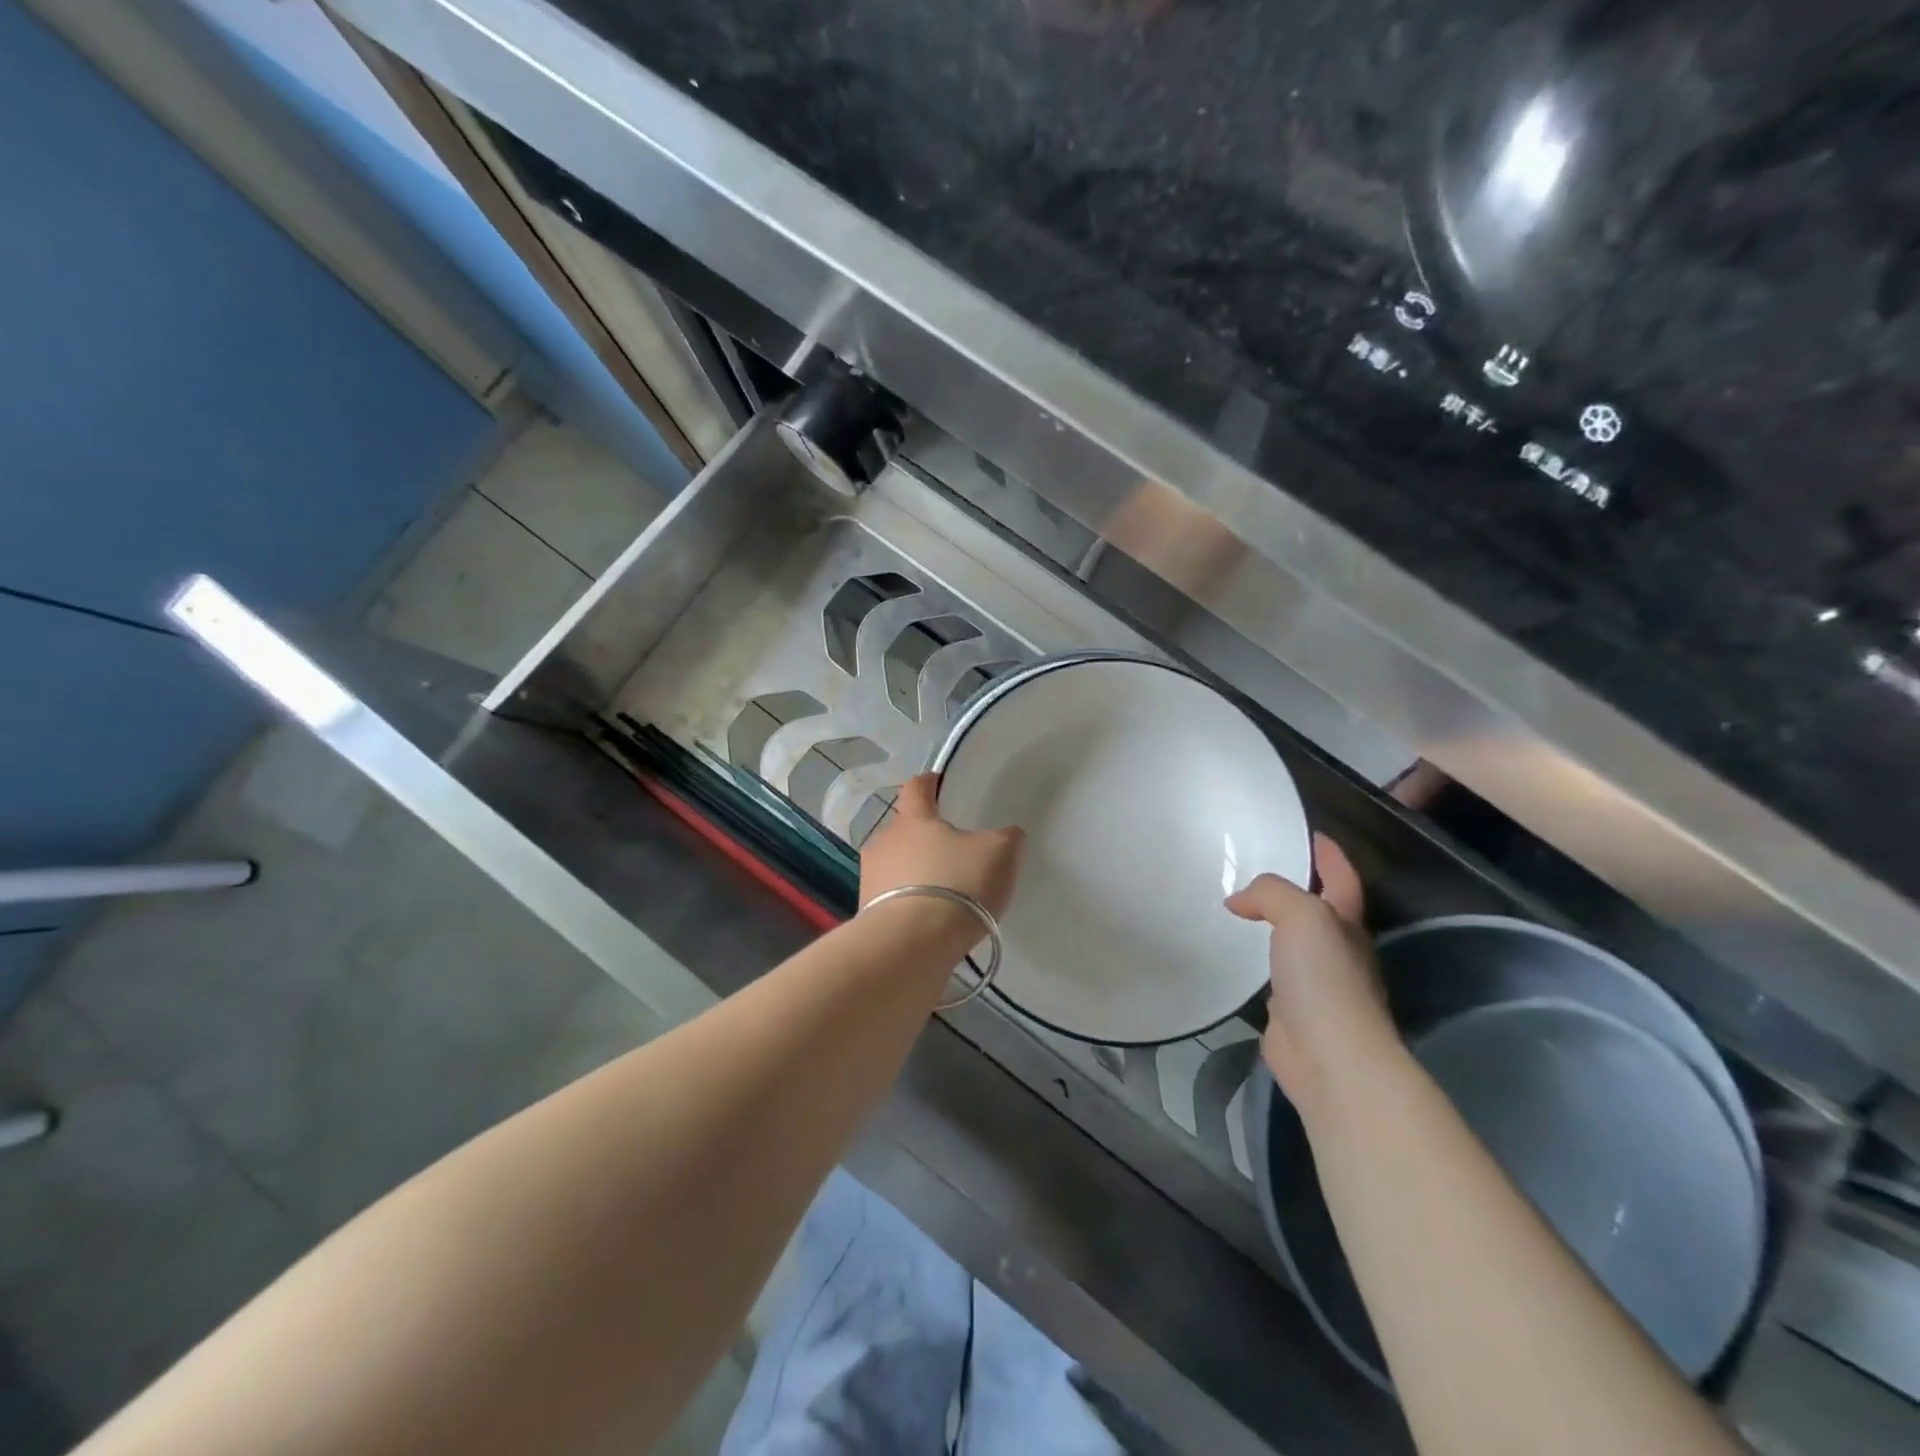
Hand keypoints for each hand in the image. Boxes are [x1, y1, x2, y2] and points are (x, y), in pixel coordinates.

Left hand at [860, 774, 1024, 918]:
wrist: (912, 944)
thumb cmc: (956, 884)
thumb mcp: (998, 854)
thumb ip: (1006, 838)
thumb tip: (1007, 834)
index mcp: (913, 819)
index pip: (916, 788)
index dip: (929, 783)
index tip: (938, 783)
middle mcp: (884, 842)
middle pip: (904, 830)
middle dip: (924, 837)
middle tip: (950, 851)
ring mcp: (870, 878)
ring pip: (895, 865)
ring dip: (914, 872)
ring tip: (941, 891)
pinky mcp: (867, 914)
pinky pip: (892, 899)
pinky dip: (909, 903)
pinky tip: (929, 919)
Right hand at [1226, 834, 1395, 1101]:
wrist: (1329, 1056)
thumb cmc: (1324, 979)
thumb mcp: (1302, 916)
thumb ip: (1271, 894)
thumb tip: (1238, 900)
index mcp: (1347, 923)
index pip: (1342, 878)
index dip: (1329, 854)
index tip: (1309, 831)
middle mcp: (1337, 950)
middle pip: (1318, 908)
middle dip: (1296, 887)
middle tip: (1256, 866)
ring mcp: (1316, 983)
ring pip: (1292, 942)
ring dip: (1271, 923)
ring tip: (1236, 905)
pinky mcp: (1291, 1010)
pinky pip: (1270, 973)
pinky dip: (1255, 959)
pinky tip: (1233, 953)